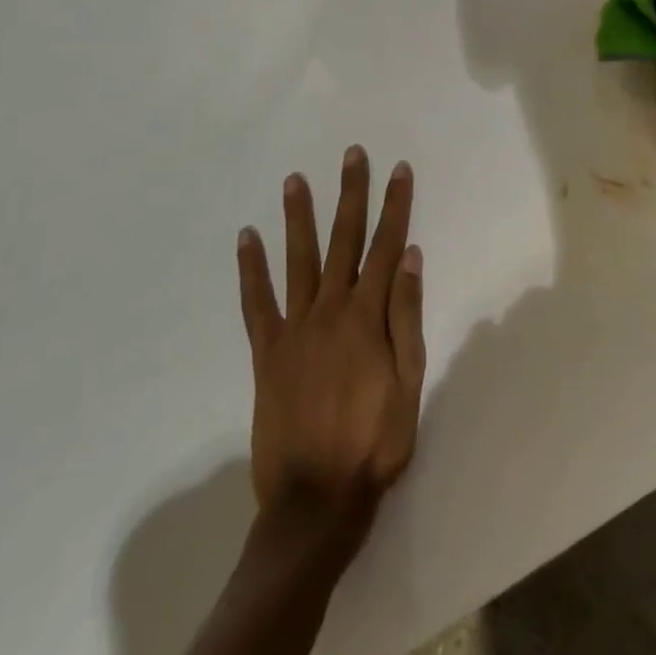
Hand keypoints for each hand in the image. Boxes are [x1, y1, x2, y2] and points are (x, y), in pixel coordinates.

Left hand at [236, 146, 425, 552]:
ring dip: (298, 217)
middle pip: (344, 240)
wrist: (316, 500)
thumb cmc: (374, 441)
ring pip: (299, 259)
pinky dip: (250, 269)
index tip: (399, 169)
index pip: (386, 246)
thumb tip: (409, 256)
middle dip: (351, 193)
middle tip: (352, 154)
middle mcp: (331, 309)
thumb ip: (407, 315)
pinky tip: (246, 238)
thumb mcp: (410, 381)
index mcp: (369, 316)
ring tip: (294, 179)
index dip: (395, 206)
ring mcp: (295, 328)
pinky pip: (256, 303)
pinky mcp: (267, 351)